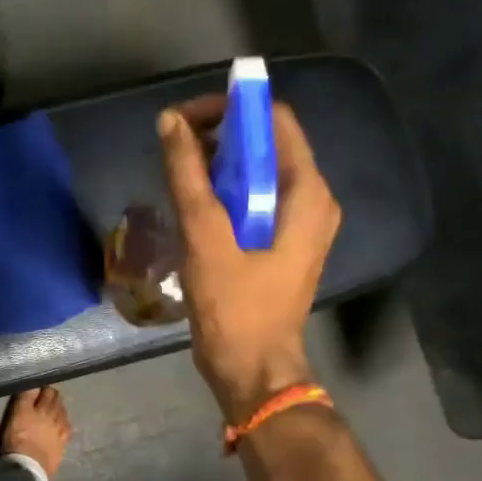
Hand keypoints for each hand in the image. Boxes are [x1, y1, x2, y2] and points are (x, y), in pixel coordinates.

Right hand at [157, 96, 341, 423]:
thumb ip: (188, 176)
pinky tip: (192, 203)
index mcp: (307, 193)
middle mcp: (311, 200)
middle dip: (219, 136)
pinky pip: (252, 198)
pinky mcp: (280, 242)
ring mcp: (298, 223)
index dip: (230, 109)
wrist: (252, 371)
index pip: (274, 120)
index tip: (184, 121)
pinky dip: (223, 191)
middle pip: (266, 143)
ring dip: (217, 164)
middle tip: (174, 148)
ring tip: (177, 174)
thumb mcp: (206, 238)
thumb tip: (170, 121)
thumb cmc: (234, 307)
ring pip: (257, 171)